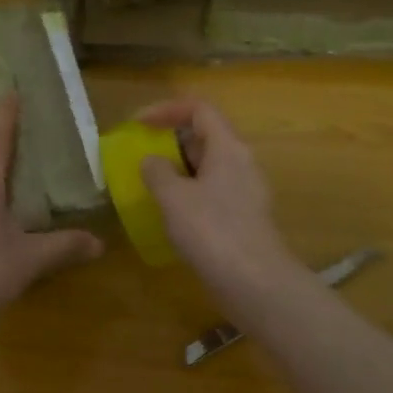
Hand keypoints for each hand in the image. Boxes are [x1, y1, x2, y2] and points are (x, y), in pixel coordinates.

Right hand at [136, 98, 298, 294]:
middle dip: (170, 140)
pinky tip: (170, 213)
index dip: (166, 109)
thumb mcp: (173, 197)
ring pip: (208, 166)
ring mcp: (244, 191)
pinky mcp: (243, 217)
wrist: (254, 283)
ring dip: (178, 169)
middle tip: (141, 154)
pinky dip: (188, 192)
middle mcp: (241, 162)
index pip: (199, 109)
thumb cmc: (212, 231)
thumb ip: (157, 171)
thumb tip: (151, 161)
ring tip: (149, 183)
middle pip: (205, 135)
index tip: (137, 124)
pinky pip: (212, 191)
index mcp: (228, 147)